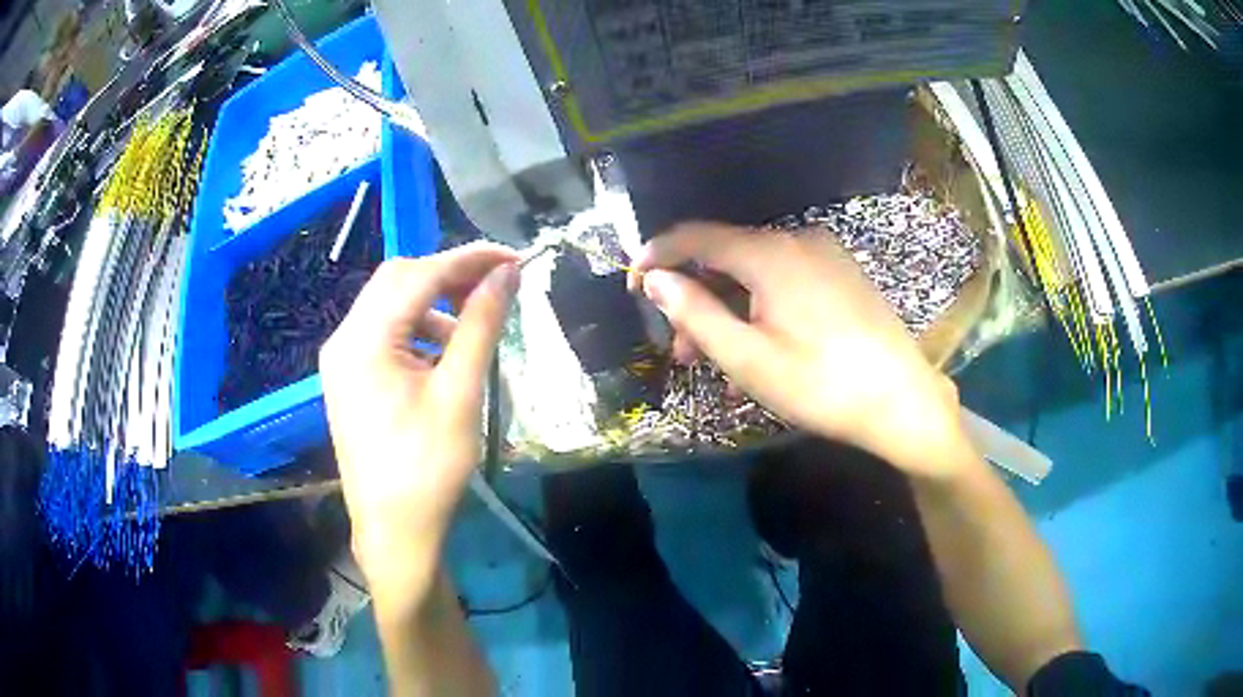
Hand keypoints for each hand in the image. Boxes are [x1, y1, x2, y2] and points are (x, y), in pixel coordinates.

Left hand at [320, 243, 518, 603]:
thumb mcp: (460, 392)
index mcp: (364, 339)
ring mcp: (342, 360)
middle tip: (495, 284)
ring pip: (389, 305)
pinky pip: (383, 333)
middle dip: (447, 274)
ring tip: (472, 325)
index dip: (468, 258)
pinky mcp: (349, 378)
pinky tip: (443, 353)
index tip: (513, 257)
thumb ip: (480, 324)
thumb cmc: (428, 467)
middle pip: (397, 280)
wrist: (394, 531)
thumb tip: (506, 273)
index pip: (419, 274)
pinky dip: (416, 329)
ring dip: (432, 303)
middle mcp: (344, 339)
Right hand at [630, 223, 971, 479]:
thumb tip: (655, 279)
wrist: (902, 400)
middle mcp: (798, 239)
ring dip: (728, 305)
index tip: (632, 283)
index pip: (696, 237)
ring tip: (719, 356)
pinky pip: (785, 277)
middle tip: (683, 349)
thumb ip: (695, 312)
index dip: (657, 255)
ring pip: (756, 270)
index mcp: (770, 253)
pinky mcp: (842, 272)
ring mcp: (825, 253)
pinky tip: (760, 340)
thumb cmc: (821, 385)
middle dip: (696, 296)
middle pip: (727, 256)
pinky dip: (760, 302)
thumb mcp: (748, 358)